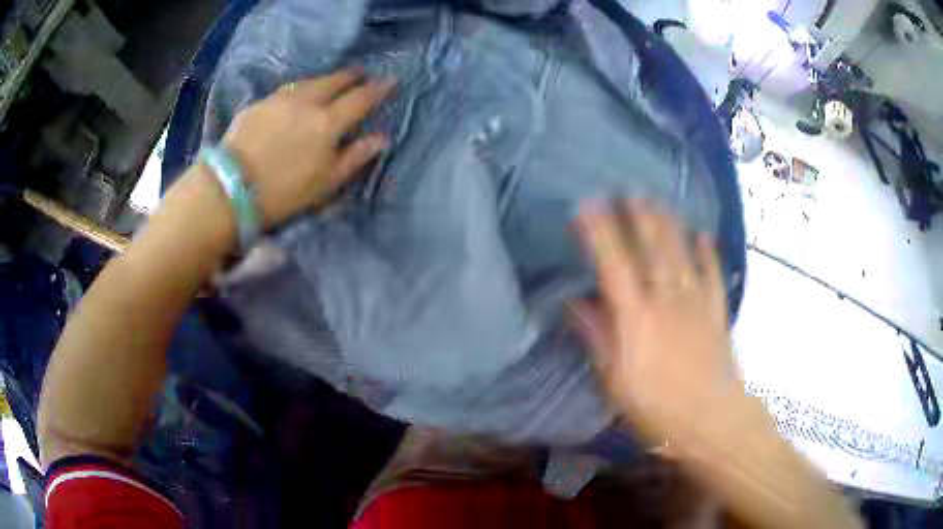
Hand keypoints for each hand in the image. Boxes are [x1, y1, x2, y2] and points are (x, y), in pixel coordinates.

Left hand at [221, 69, 394, 227]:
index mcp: (328, 122)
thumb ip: (355, 157)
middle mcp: (307, 102)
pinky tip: (297, 95)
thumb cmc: (284, 192)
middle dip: (351, 75)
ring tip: (330, 81)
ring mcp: (280, 99)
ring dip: (325, 79)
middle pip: (334, 81)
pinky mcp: (258, 104)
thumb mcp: (326, 183)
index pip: (361, 98)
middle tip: (360, 73)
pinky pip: (286, 90)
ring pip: (309, 81)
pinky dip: (299, 89)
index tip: (391, 80)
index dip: (378, 89)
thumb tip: (381, 138)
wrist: (230, 189)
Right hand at [571, 200, 739, 448]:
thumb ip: (597, 337)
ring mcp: (695, 302)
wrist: (709, 418)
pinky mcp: (716, 311)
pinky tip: (704, 235)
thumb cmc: (656, 407)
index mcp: (637, 317)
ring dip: (669, 224)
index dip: (600, 232)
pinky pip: (711, 274)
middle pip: (652, 250)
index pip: (614, 265)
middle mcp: (666, 300)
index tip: (588, 206)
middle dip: (638, 217)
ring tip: (659, 200)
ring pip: (681, 254)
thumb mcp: (616, 380)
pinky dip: (708, 253)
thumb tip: (575, 302)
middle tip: (628, 190)